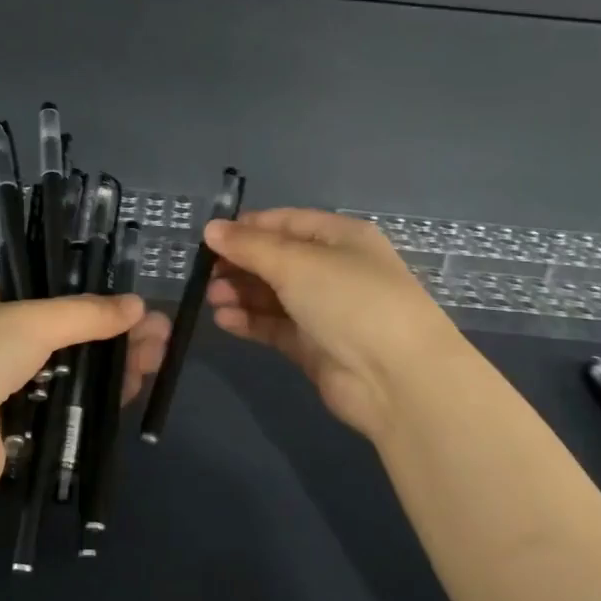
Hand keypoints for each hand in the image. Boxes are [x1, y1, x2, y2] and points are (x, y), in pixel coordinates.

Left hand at [0, 286, 171, 502]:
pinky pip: (64, 417)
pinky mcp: (16, 437)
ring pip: (71, 379)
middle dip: (115, 337)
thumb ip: (86, 313)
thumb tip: (137, 305)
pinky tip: (131, 396)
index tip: (136, 309)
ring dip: (113, 370)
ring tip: (158, 363)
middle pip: (69, 340)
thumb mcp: (31, 319)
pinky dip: (95, 407)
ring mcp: (5, 395)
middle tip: (161, 339)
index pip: (51, 301)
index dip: (95, 304)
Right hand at [204, 209, 466, 440]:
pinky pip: (275, 326)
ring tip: (210, 298)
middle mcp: (334, 269)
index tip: (209, 238)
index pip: (286, 222)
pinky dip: (250, 321)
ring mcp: (325, 310)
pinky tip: (224, 320)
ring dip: (241, 293)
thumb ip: (250, 246)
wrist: (396, 378)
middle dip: (240, 264)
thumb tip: (211, 229)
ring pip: (273, 295)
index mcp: (340, 237)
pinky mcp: (314, 346)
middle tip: (205, 274)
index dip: (247, 228)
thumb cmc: (350, 301)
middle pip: (277, 259)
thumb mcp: (297, 263)